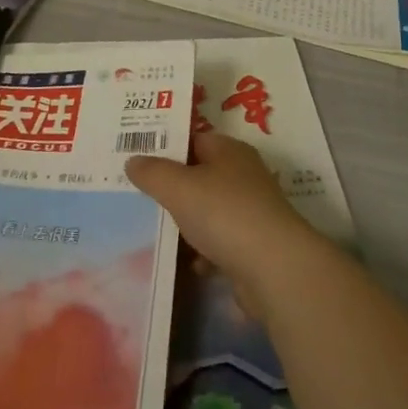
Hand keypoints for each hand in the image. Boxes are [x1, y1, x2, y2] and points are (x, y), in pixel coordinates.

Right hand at [126, 131, 328, 319]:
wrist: (274, 269)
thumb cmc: (225, 213)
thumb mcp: (179, 187)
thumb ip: (152, 172)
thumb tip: (132, 160)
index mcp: (229, 150)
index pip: (193, 139)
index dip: (166, 146)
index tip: (137, 158)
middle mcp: (243, 175)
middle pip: (200, 175)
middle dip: (172, 187)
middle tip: (138, 195)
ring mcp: (251, 211)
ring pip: (208, 211)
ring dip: (187, 222)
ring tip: (155, 231)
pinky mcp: (254, 245)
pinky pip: (220, 242)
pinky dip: (204, 252)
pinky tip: (189, 263)